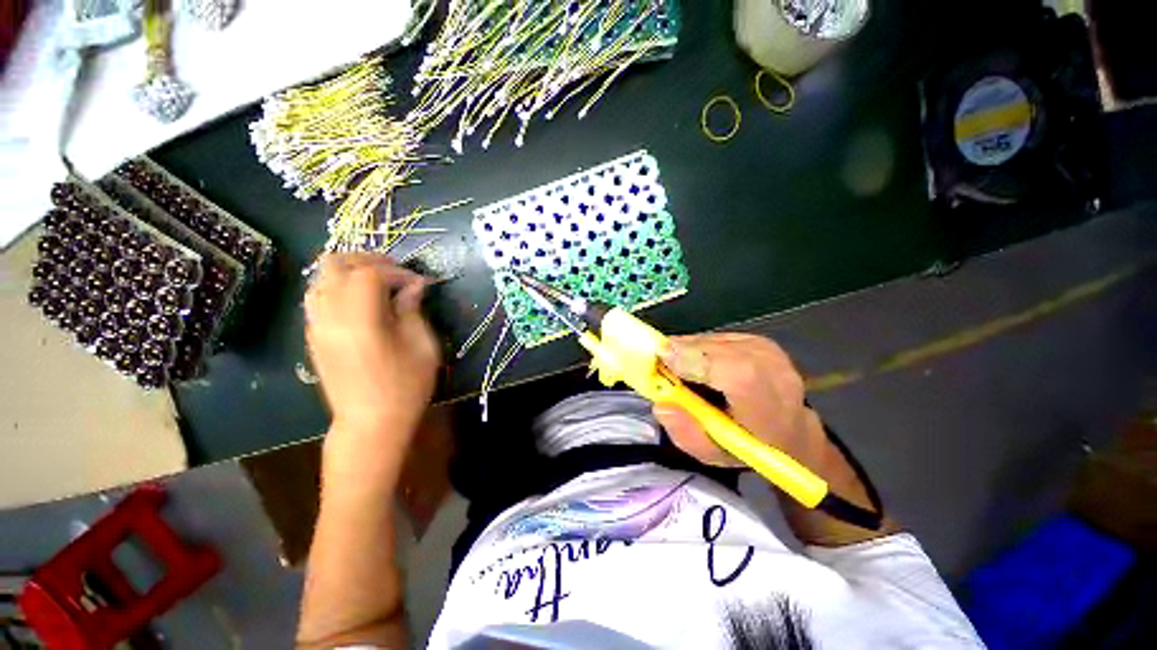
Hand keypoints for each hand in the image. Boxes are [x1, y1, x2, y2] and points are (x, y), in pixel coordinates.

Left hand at [305, 254, 440, 441]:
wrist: (371, 424)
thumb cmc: (405, 386)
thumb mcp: (422, 345)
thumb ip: (413, 310)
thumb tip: (413, 286)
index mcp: (359, 319)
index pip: (370, 273)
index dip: (398, 272)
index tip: (420, 283)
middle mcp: (329, 316)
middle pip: (334, 265)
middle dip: (368, 261)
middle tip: (396, 273)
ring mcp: (315, 326)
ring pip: (320, 278)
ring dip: (350, 272)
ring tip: (379, 284)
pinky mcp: (313, 336)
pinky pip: (317, 297)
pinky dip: (339, 288)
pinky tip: (362, 302)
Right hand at [654, 333, 827, 471]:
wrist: (790, 430)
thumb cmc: (748, 447)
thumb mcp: (712, 454)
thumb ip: (685, 432)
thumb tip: (661, 403)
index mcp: (768, 406)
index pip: (737, 373)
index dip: (696, 361)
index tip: (662, 359)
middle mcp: (772, 370)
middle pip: (715, 349)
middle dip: (680, 353)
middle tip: (660, 367)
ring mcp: (766, 349)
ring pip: (711, 340)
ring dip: (688, 351)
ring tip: (684, 370)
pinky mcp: (757, 338)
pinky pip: (716, 337)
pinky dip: (699, 347)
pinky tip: (700, 364)